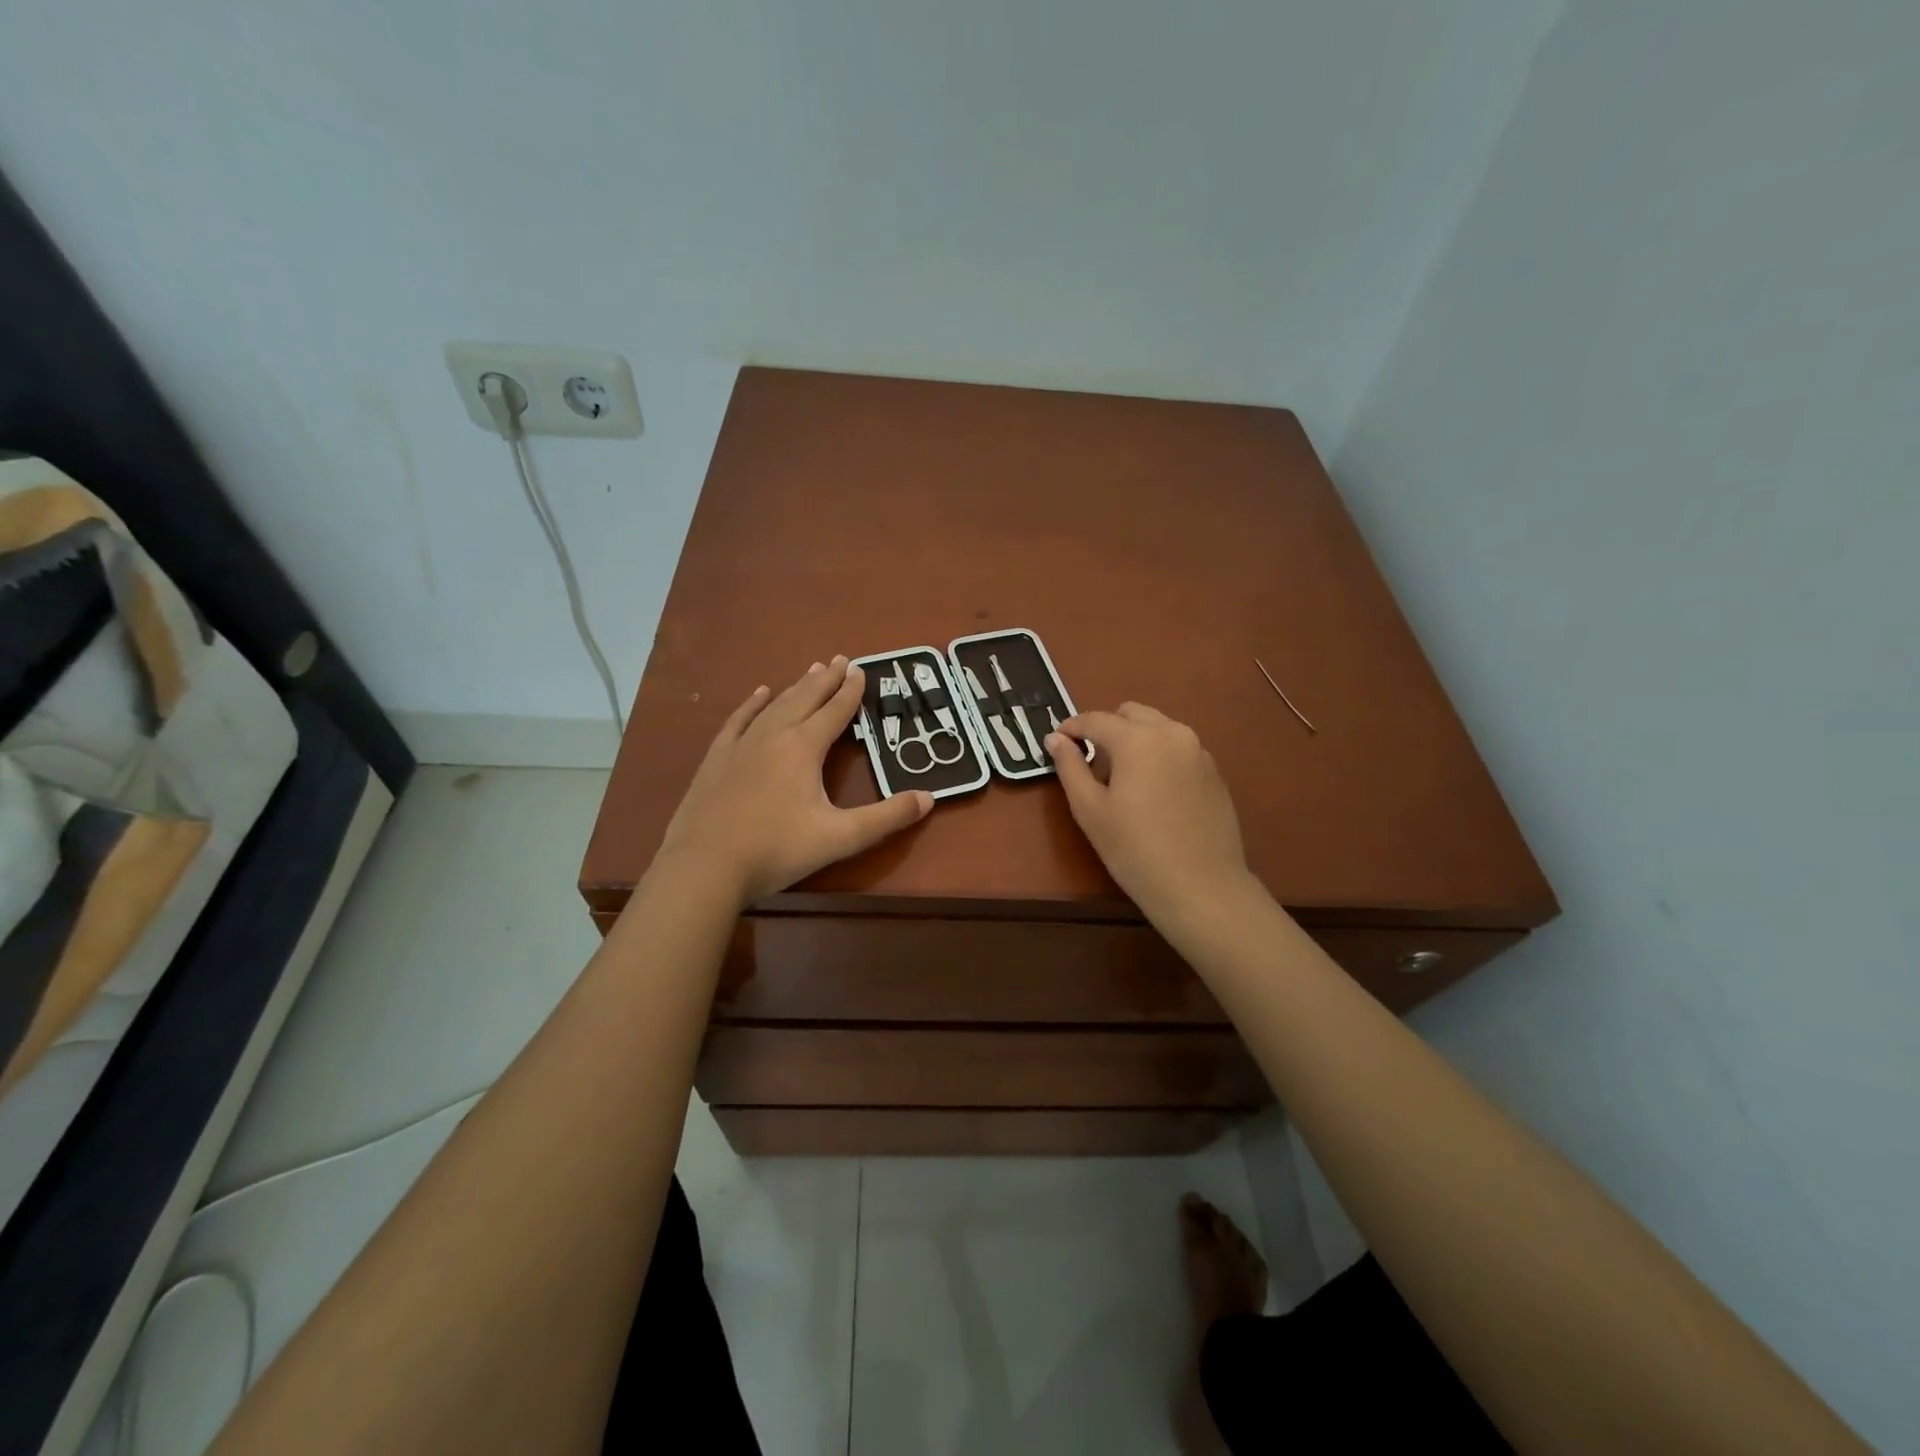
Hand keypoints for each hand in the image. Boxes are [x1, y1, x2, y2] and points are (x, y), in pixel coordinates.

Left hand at [658, 657, 932, 905]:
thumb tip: (928, 798)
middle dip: (825, 679)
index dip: (850, 691)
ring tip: (811, 670)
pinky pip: (738, 720)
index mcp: (804, 748)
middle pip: (804, 699)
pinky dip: (752, 704)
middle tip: (840, 659)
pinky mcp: (716, 759)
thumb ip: (886, 817)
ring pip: (774, 705)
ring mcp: (741, 745)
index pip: (834, 711)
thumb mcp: (840, 837)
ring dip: (795, 687)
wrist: (705, 865)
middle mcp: (773, 736)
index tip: (861, 669)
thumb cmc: (777, 850)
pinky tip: (759, 694)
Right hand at [1046, 703, 1255, 923]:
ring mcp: (1199, 751)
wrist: (1201, 887)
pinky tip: (1155, 795)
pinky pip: (1179, 750)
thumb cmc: (1135, 850)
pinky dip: (1160, 757)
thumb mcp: (1090, 810)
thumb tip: (1055, 739)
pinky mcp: (1214, 772)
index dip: (1071, 728)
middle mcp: (1172, 734)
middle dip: (1108, 729)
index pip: (1095, 719)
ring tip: (1125, 780)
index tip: (1056, 742)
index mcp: (1138, 739)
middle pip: (1131, 714)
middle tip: (1094, 764)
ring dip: (1136, 740)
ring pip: (1159, 728)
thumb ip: (1070, 767)